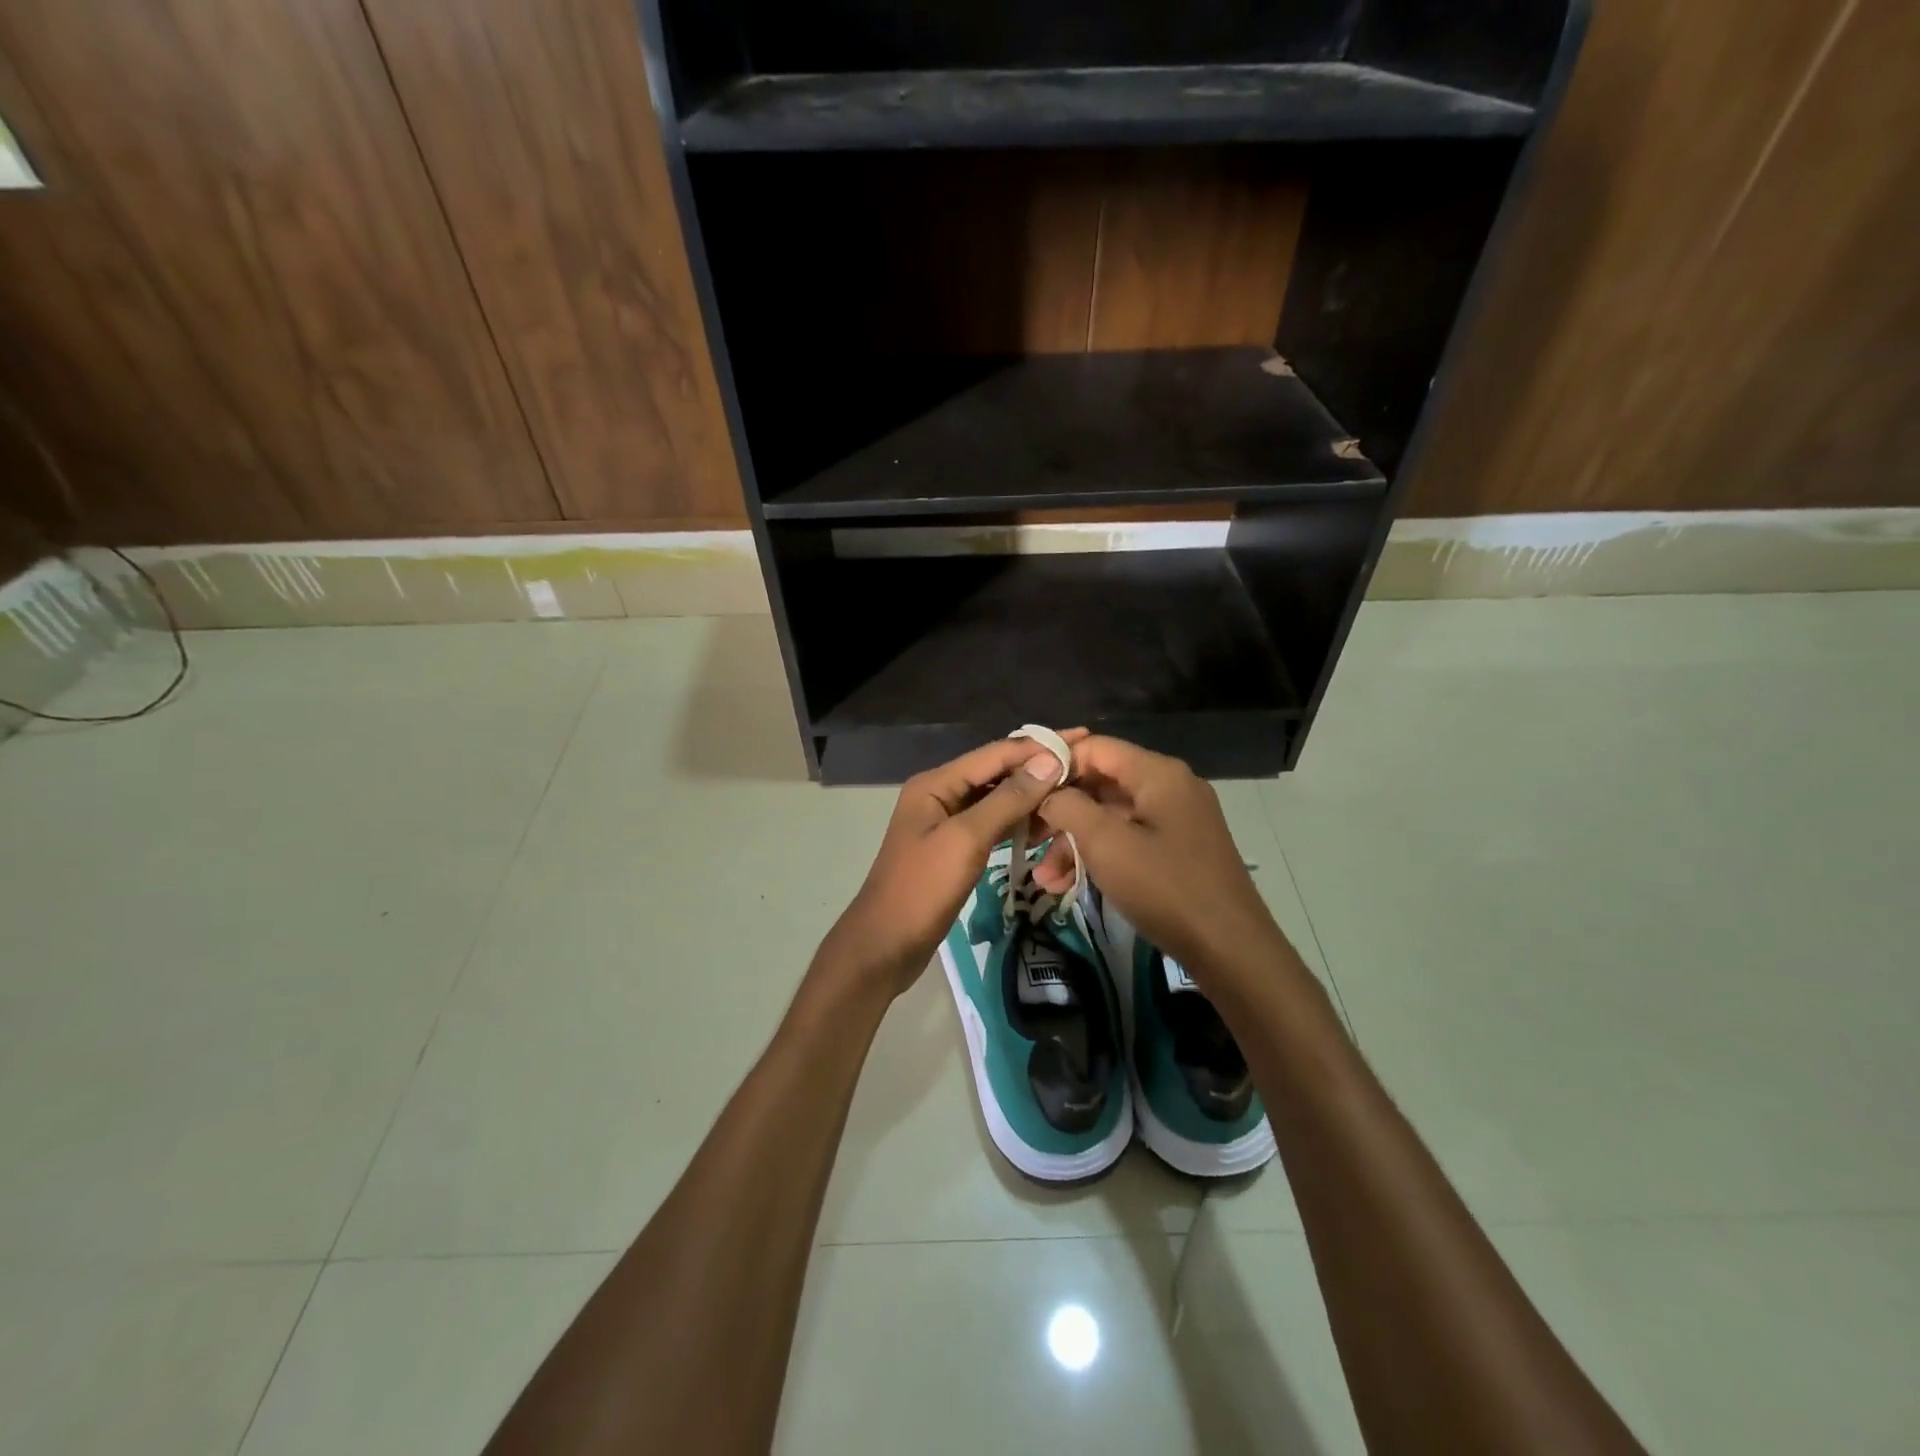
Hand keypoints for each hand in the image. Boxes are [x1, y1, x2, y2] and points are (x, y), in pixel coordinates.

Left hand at [813, 732, 1087, 998]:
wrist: (885, 944)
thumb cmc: (922, 888)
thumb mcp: (966, 839)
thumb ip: (1007, 799)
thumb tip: (1048, 761)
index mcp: (936, 783)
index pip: (995, 753)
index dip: (1038, 746)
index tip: (1081, 739)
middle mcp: (940, 794)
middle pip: (995, 772)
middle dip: (1036, 768)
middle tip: (1084, 764)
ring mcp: (946, 822)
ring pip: (995, 798)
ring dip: (1030, 795)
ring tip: (1072, 791)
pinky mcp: (953, 848)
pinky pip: (991, 824)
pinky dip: (1016, 821)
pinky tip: (1044, 824)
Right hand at [1033, 736, 1289, 991]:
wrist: (1230, 949)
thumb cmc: (1164, 887)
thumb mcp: (1106, 843)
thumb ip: (1069, 806)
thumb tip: (1048, 793)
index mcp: (1157, 773)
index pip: (1095, 747)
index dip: (1056, 764)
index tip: (1023, 791)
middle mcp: (1169, 787)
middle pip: (1101, 783)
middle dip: (1061, 811)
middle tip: (1027, 837)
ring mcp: (1176, 819)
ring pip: (1111, 817)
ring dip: (1075, 842)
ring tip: (1044, 877)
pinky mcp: (1177, 849)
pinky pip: (1128, 839)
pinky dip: (1099, 856)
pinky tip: (1068, 885)